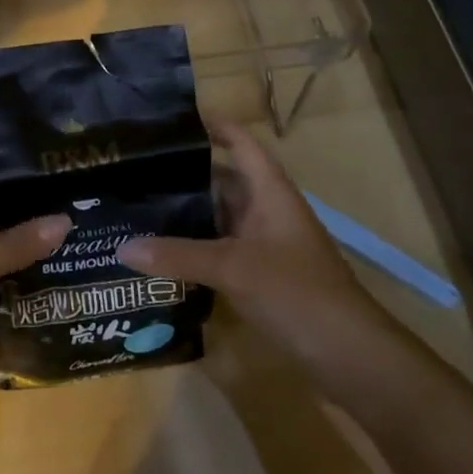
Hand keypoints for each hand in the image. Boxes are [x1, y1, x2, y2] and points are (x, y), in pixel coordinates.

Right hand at [116, 122, 395, 381]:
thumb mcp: (233, 268)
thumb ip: (178, 255)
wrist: (350, 355)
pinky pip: (221, 248)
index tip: (171, 118)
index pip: (240, 143)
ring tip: (139, 205)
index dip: (212, 125)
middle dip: (184, 174)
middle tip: (136, 168)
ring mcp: (266, 244)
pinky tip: (162, 251)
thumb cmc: (297, 292)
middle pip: (223, 179)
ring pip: (220, 216)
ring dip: (188, 213)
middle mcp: (267, 210)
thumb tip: (122, 247)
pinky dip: (195, 246)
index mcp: (270, 192)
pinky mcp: (262, 274)